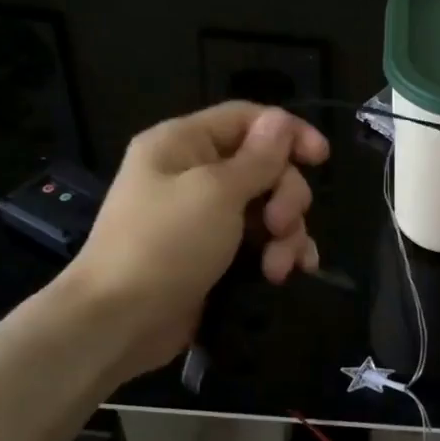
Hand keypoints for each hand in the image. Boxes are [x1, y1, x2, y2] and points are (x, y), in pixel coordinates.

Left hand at [60, 103, 328, 384]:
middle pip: (264, 166)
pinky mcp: (214, 255)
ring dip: (285, 233)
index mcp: (183, 144)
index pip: (247, 118)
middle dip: (285, 196)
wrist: (118, 322)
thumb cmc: (164, 245)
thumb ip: (258, 158)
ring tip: (280, 267)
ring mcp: (204, 217)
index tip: (321, 158)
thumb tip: (282, 121)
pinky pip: (259, 241)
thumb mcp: (216, 193)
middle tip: (281, 226)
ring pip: (267, 207)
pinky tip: (289, 273)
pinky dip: (278, 253)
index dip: (287, 132)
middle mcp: (194, 173)